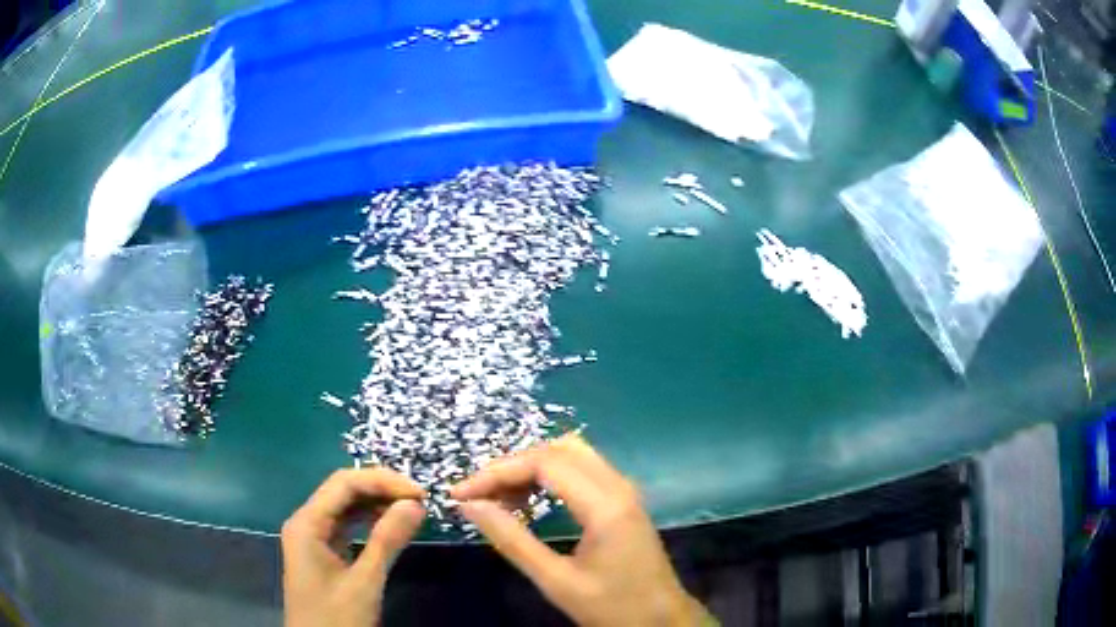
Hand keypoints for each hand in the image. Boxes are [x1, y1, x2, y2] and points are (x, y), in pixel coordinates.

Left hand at [282, 469, 425, 626]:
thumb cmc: (337, 618)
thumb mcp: (365, 583)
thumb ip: (388, 541)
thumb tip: (415, 504)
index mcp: (307, 523)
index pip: (344, 483)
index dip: (382, 481)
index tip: (420, 493)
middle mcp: (306, 522)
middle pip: (343, 491)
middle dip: (381, 489)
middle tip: (420, 500)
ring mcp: (313, 537)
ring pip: (345, 508)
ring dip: (377, 504)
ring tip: (411, 510)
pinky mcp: (322, 552)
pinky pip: (346, 526)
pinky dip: (370, 522)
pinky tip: (391, 525)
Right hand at [451, 435, 712, 625]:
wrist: (662, 620)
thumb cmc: (612, 607)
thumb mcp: (556, 581)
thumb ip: (512, 540)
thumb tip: (470, 506)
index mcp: (605, 505)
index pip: (543, 463)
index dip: (497, 472)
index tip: (461, 494)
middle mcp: (618, 486)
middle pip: (557, 450)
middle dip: (512, 465)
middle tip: (478, 494)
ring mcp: (624, 490)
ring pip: (571, 454)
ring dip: (531, 467)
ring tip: (498, 496)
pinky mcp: (624, 500)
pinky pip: (583, 469)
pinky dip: (550, 475)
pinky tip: (529, 499)